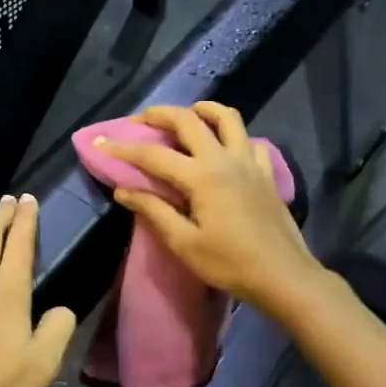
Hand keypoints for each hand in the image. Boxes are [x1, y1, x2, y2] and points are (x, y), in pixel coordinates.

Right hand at [96, 103, 325, 313]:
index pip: (153, 155)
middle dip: (160, 114)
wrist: (283, 276)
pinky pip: (250, 141)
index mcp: (201, 176)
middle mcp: (224, 159)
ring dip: (203, 110)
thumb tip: (123, 190)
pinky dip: (234, 136)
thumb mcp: (184, 243)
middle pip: (189, 120)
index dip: (124, 148)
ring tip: (187, 117)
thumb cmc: (230, 264)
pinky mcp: (266, 173)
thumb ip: (154, 211)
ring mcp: (249, 162)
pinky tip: (225, 149)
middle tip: (141, 120)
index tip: (101, 142)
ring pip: (227, 117)